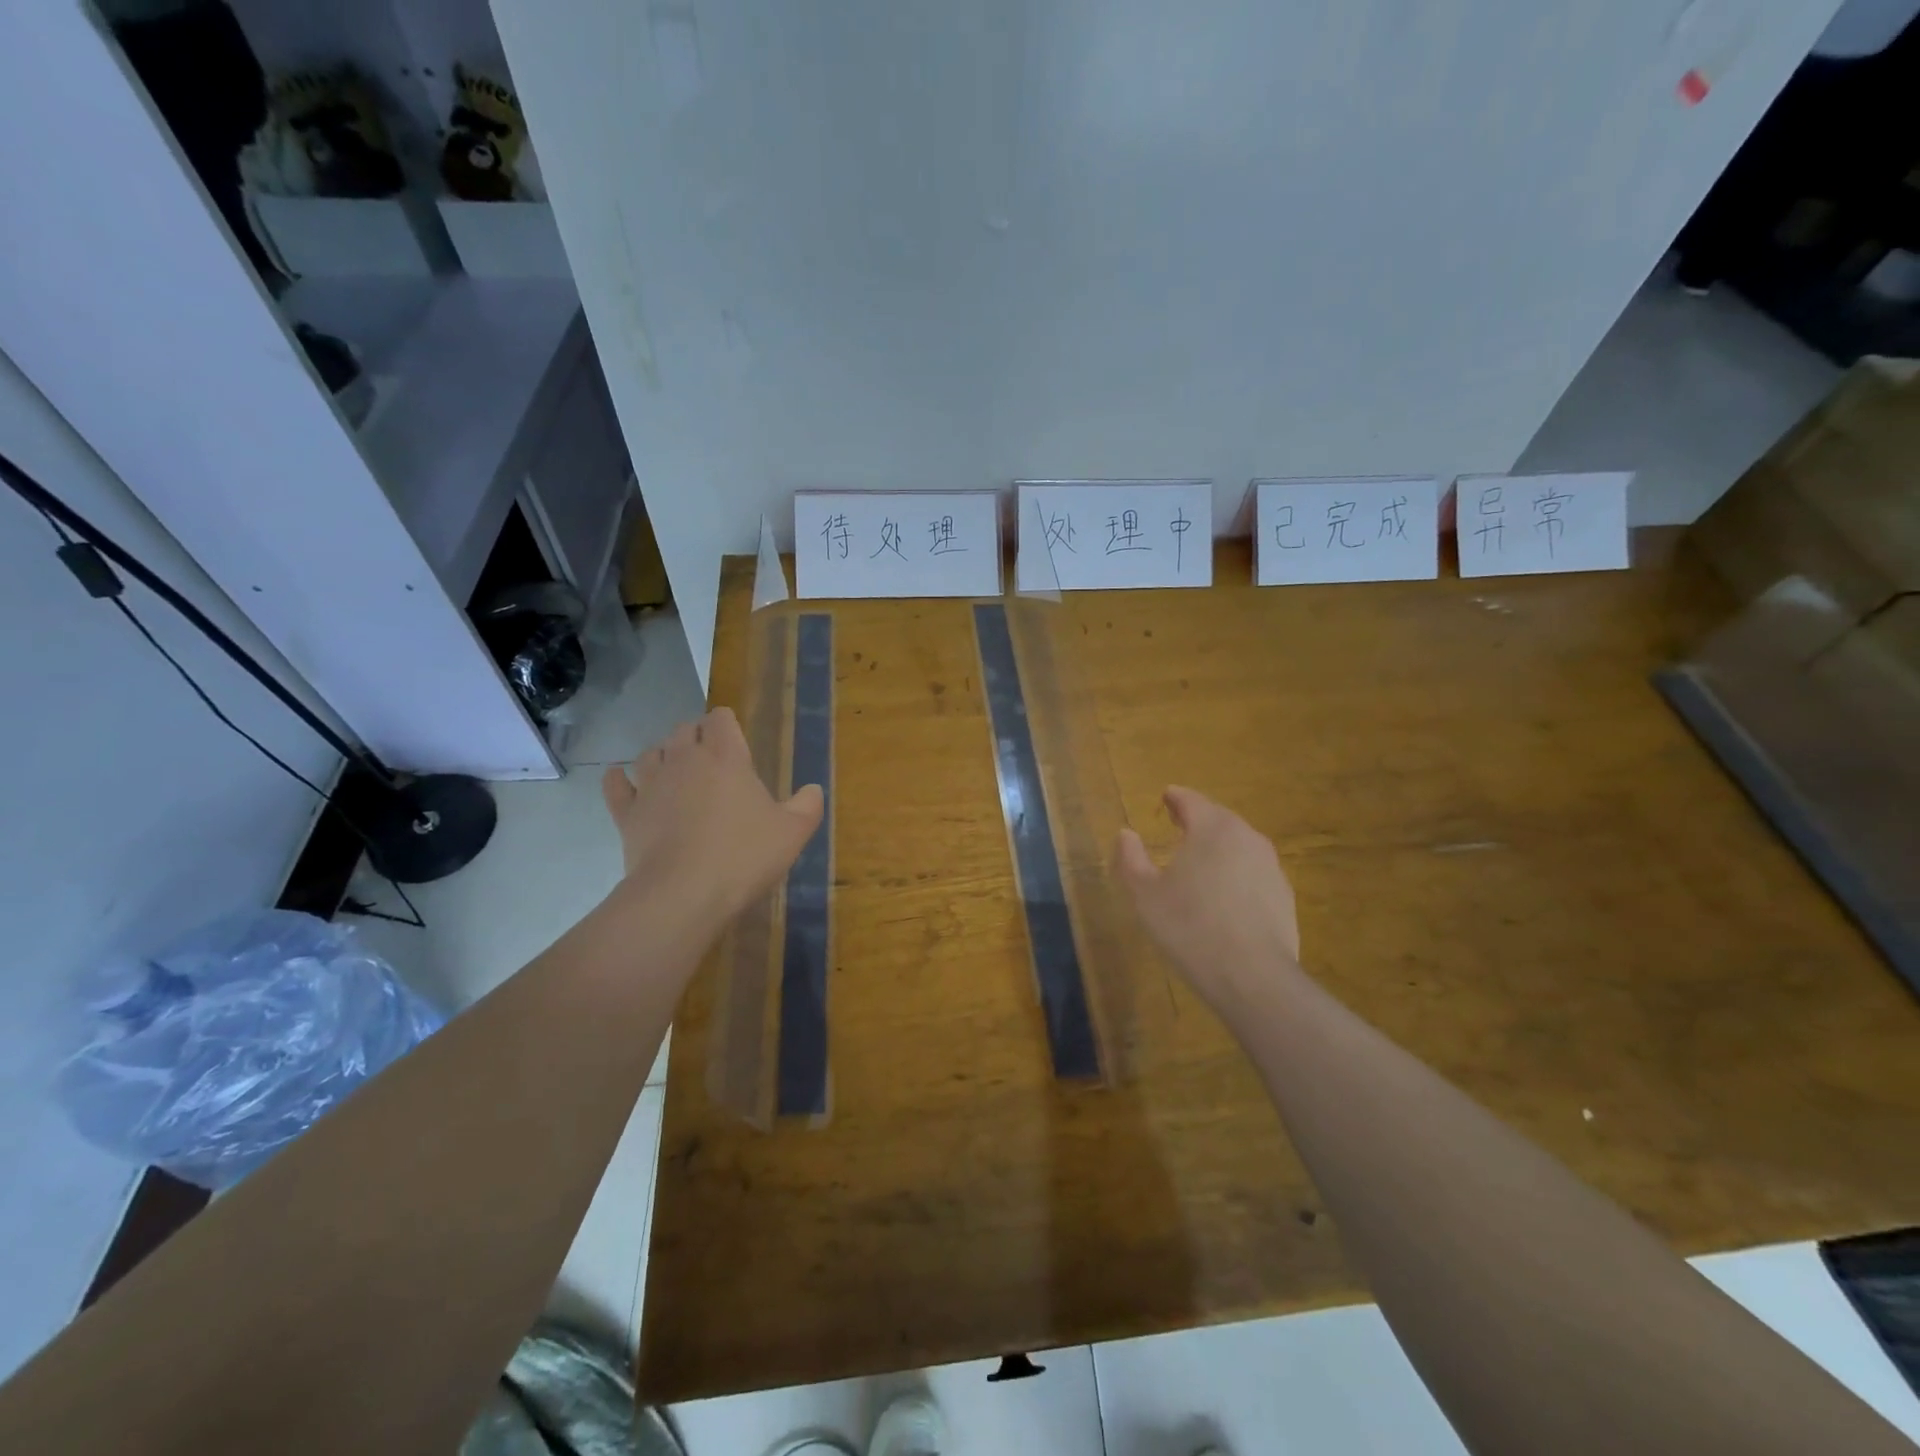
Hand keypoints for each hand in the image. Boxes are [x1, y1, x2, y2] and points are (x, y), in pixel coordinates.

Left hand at [601, 707, 822, 923]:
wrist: (683, 894)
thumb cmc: (744, 856)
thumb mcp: (793, 832)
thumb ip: (808, 805)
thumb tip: (813, 789)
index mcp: (727, 758)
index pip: (721, 718)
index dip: (727, 723)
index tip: (735, 737)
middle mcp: (685, 761)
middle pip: (684, 729)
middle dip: (696, 735)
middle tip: (710, 756)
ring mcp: (651, 785)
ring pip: (651, 752)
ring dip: (663, 755)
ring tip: (674, 769)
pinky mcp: (627, 813)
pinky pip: (616, 786)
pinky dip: (619, 779)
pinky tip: (621, 779)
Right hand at [1115, 786, 1301, 1012]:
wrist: (1252, 976)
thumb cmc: (1189, 927)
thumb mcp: (1145, 894)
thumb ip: (1131, 858)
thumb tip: (1125, 833)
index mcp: (1212, 829)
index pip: (1191, 800)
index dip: (1175, 797)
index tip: (1165, 796)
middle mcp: (1246, 837)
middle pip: (1219, 818)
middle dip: (1198, 818)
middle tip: (1178, 823)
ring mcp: (1270, 866)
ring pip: (1239, 844)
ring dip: (1218, 846)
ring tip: (1199, 859)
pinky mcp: (1283, 895)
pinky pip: (1253, 871)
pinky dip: (1236, 872)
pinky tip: (1224, 894)